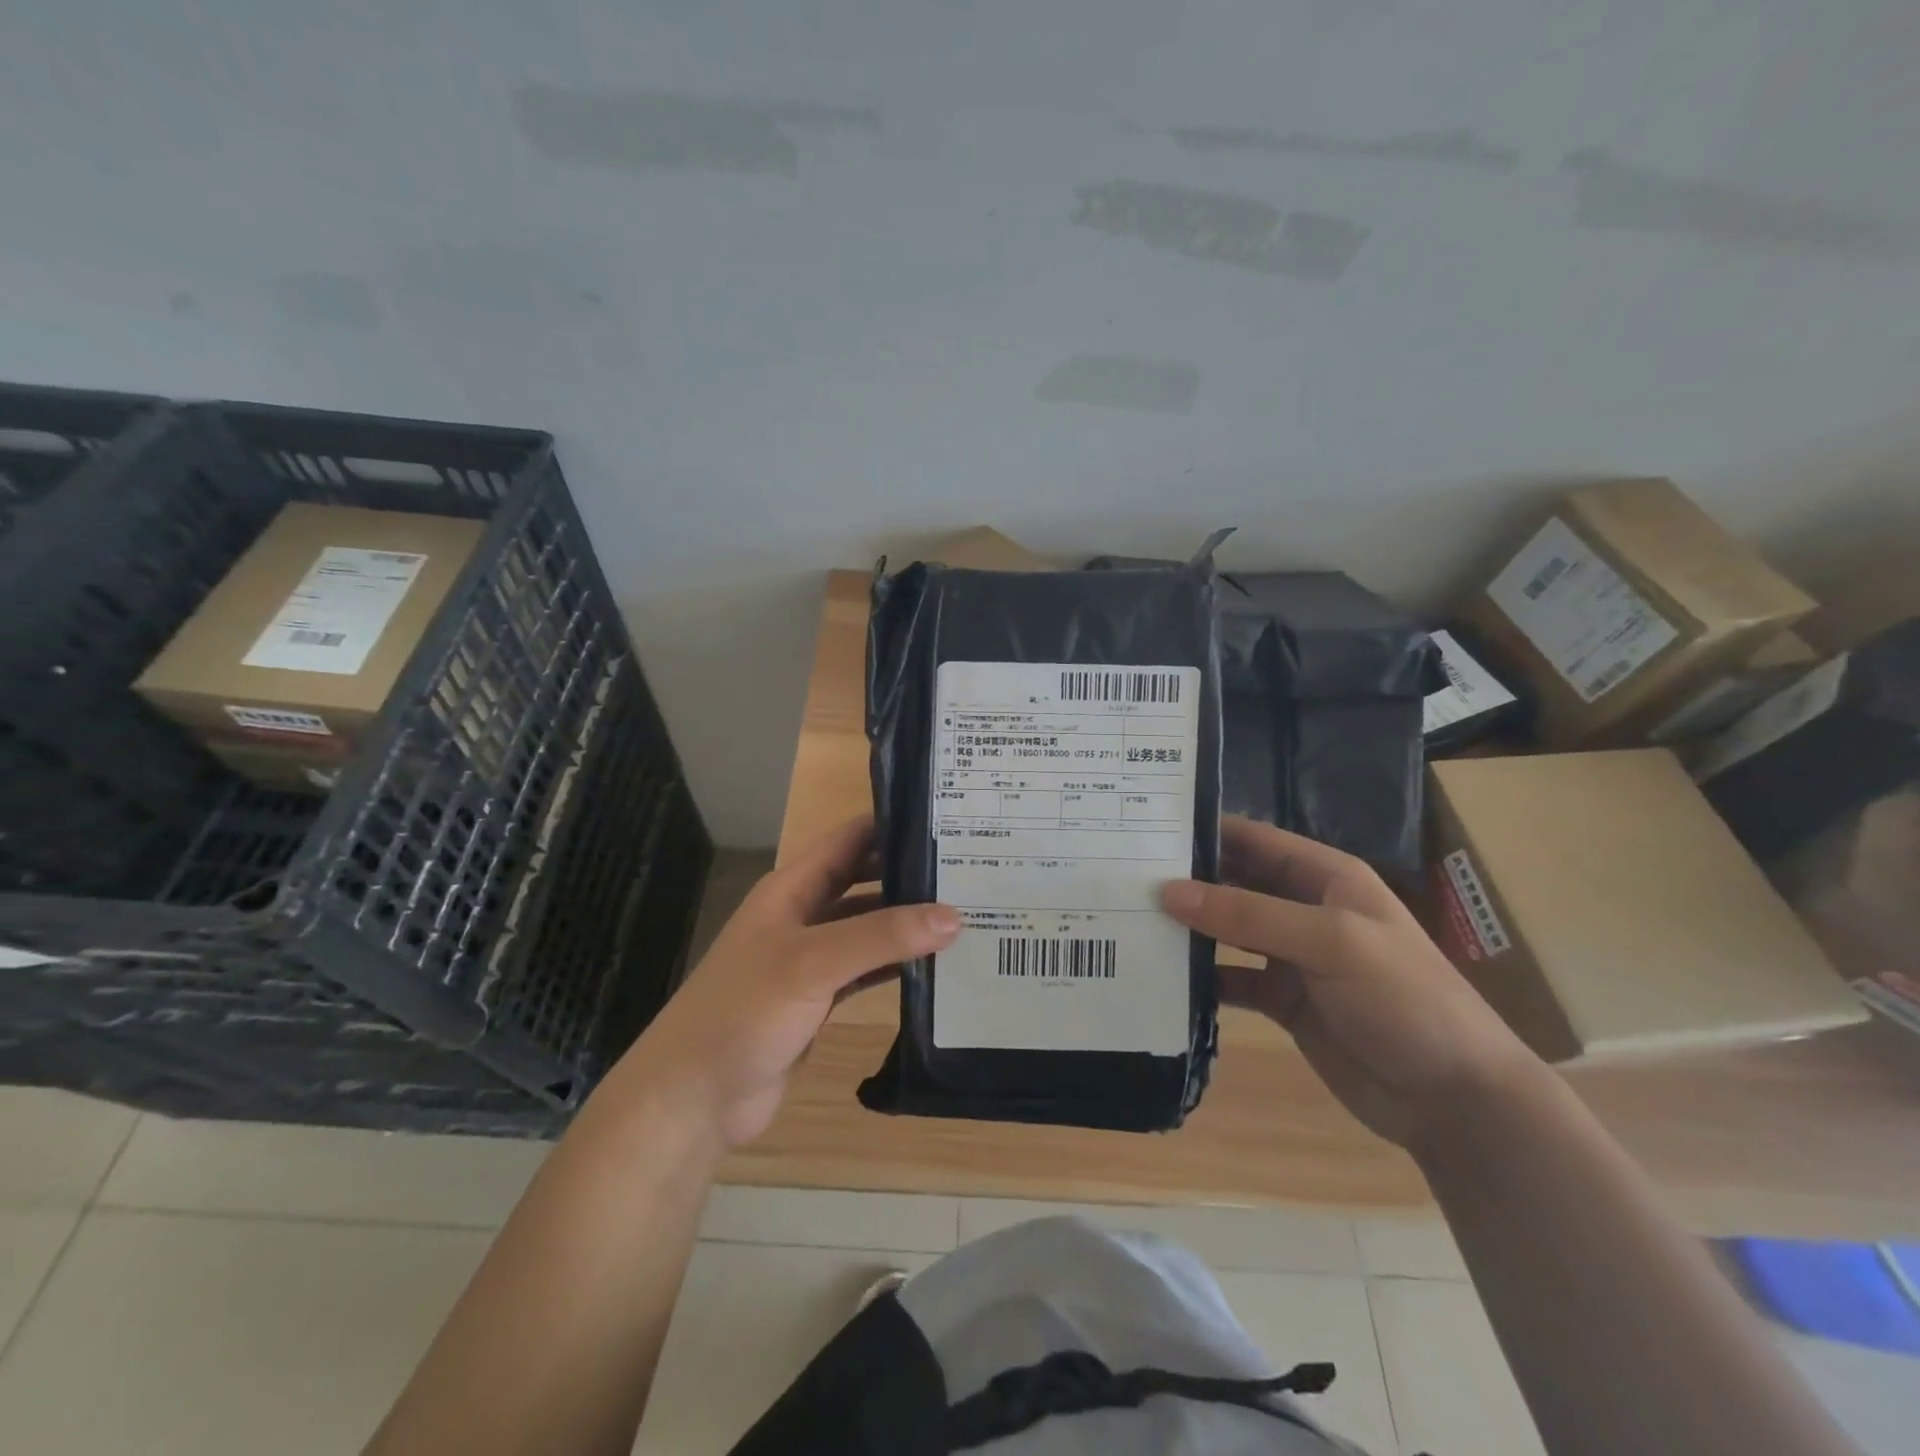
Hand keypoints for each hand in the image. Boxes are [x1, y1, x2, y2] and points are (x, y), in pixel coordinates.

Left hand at [614, 815, 958, 1151]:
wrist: (694, 1097)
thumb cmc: (744, 1011)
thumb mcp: (813, 962)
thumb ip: (882, 936)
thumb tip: (953, 915)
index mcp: (792, 888)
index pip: (850, 839)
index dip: (892, 823)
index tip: (948, 818)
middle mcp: (802, 915)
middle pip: (864, 881)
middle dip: (909, 874)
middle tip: (971, 870)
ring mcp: (810, 960)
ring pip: (868, 929)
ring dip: (907, 924)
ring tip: (967, 915)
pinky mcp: (818, 1000)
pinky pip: (866, 971)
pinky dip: (897, 967)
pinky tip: (936, 967)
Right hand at [1161, 816, 1538, 1146]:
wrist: (1455, 1099)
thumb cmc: (1403, 999)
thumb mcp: (1329, 942)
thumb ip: (1247, 915)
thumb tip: (1168, 891)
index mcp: (1326, 878)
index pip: (1254, 840)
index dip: (1205, 831)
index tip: (1146, 829)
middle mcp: (1305, 909)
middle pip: (1236, 883)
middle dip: (1188, 879)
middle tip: (1123, 876)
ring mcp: (1294, 957)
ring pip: (1228, 931)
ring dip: (1190, 928)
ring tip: (1130, 920)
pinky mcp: (1285, 1002)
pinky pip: (1232, 980)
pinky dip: (1202, 979)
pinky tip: (1164, 977)